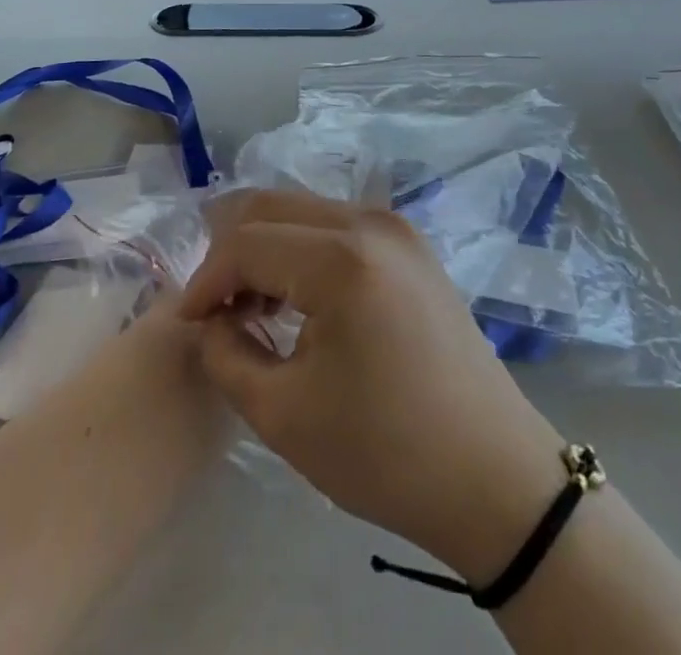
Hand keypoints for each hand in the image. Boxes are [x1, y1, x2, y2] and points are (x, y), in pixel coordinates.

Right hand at [178, 190, 566, 583]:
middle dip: (231, 251)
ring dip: (266, 248)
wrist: (492, 474)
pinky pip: (336, 225)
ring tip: (250, 308)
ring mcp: (396, 226)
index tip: (188, 323)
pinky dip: (302, 250)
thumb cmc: (385, 452)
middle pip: (272, 206)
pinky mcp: (410, 243)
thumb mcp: (284, 414)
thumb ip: (226, 354)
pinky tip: (296, 297)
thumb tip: (210, 319)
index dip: (206, 280)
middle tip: (213, 307)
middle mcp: (370, 221)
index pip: (246, 243)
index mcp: (341, 258)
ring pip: (303, 211)